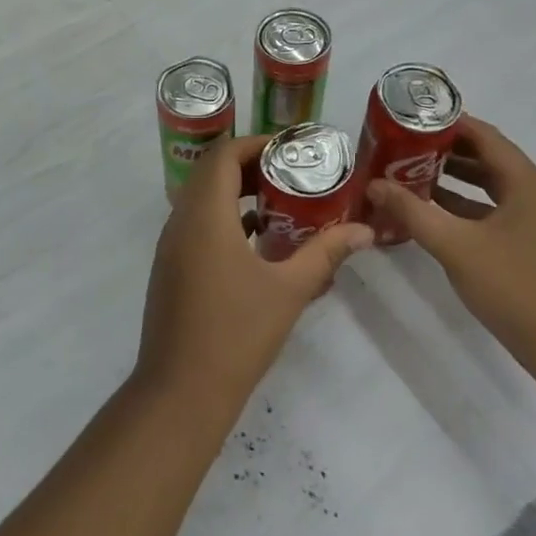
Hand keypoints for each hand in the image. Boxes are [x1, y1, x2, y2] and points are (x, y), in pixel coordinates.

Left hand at [137, 135, 372, 420]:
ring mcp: (171, 246)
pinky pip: (197, 225)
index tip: (292, 150)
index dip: (256, 144)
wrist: (180, 391)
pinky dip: (226, 220)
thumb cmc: (237, 334)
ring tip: (283, 203)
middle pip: (212, 173)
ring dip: (238, 193)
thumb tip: (365, 232)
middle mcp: (181, 221)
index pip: (223, 155)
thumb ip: (325, 253)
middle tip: (293, 174)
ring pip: (202, 200)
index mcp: (205, 215)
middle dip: (252, 167)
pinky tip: (259, 242)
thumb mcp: (289, 290)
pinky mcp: (171, 267)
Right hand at [368, 115, 535, 383]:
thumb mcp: (455, 246)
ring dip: (449, 178)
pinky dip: (461, 206)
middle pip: (484, 157)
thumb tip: (374, 184)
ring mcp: (534, 220)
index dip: (445, 123)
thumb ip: (412, 211)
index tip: (407, 119)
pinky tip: (429, 213)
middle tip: (398, 146)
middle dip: (441, 150)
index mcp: (525, 181)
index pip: (482, 134)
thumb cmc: (516, 288)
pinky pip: (490, 210)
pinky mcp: (529, 244)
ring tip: (406, 173)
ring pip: (486, 185)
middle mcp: (533, 192)